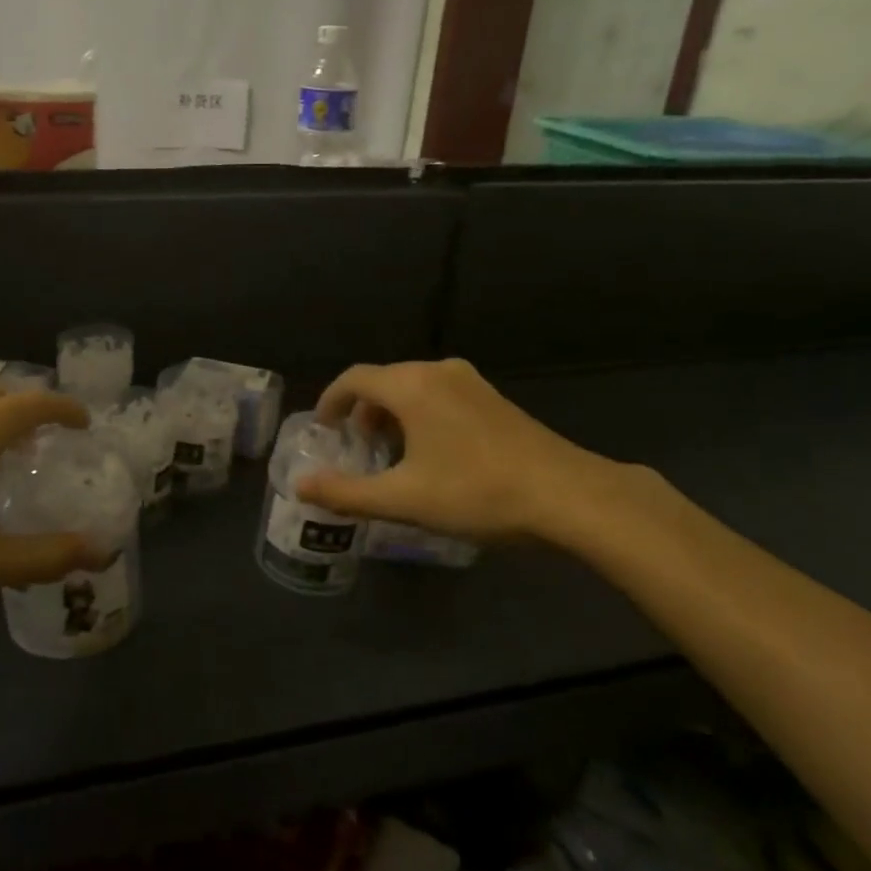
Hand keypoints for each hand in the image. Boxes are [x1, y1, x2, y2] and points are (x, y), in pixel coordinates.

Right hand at [295, 359, 658, 551]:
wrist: (570, 496)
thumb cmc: (477, 493)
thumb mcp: (404, 499)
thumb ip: (346, 492)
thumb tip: (300, 485)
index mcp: (411, 386)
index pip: (354, 378)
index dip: (331, 401)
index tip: (324, 429)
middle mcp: (438, 371)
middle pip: (384, 380)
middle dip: (363, 411)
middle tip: (356, 448)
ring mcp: (471, 382)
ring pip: (414, 387)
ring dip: (392, 414)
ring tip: (391, 454)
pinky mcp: (494, 399)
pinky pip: (440, 395)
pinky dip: (420, 415)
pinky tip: (433, 454)